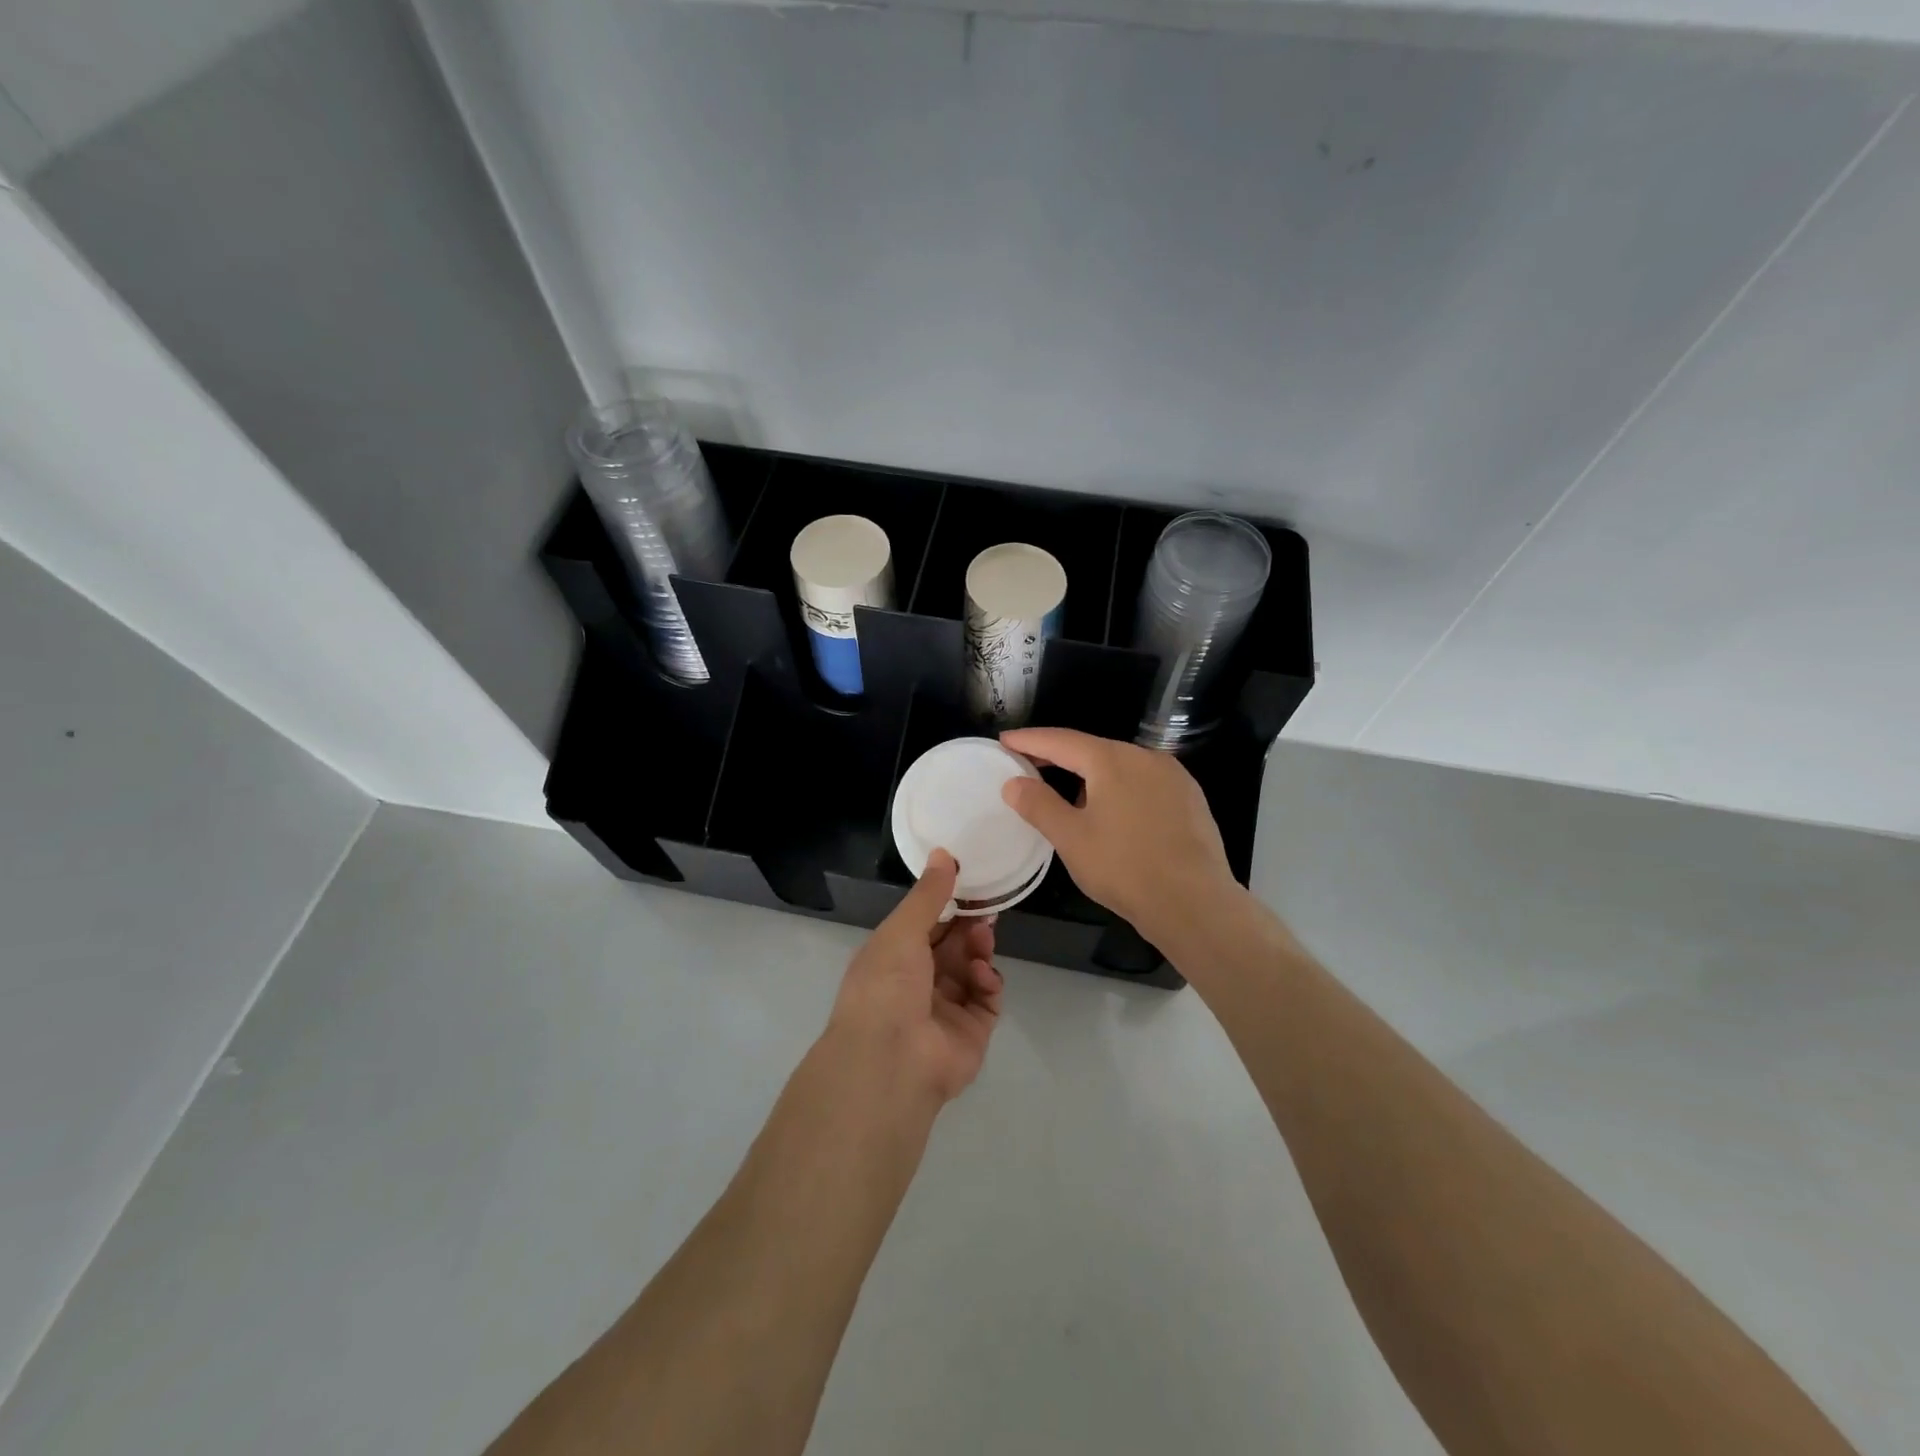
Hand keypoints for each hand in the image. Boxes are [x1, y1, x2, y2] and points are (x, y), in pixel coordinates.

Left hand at [825, 850, 1003, 1106]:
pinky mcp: (971, 1031)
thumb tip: (944, 853)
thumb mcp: (902, 930)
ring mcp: (946, 1008)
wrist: (891, 1060)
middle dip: (970, 924)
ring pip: (972, 968)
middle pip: (953, 945)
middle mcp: (918, 982)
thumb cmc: (886, 985)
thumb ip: (929, 894)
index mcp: (893, 957)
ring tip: (983, 937)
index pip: (925, 924)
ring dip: (979, 949)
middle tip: (988, 907)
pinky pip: (987, 998)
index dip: (948, 903)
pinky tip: (982, 975)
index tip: (971, 881)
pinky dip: (988, 983)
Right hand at [1000, 727, 1235, 942]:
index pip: (1061, 740)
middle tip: (1029, 766)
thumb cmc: (1124, 867)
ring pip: (1121, 766)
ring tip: (1069, 797)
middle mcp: (1145, 757)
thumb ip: (1038, 805)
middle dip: (1059, 757)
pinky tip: (1114, 814)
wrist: (1195, 903)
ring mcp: (1173, 776)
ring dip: (1091, 775)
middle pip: (1092, 749)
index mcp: (1112, 760)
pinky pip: (1144, 783)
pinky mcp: (1191, 798)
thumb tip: (1013, 782)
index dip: (1029, 740)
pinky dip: (1120, 788)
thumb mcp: (1071, 838)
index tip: (1005, 740)